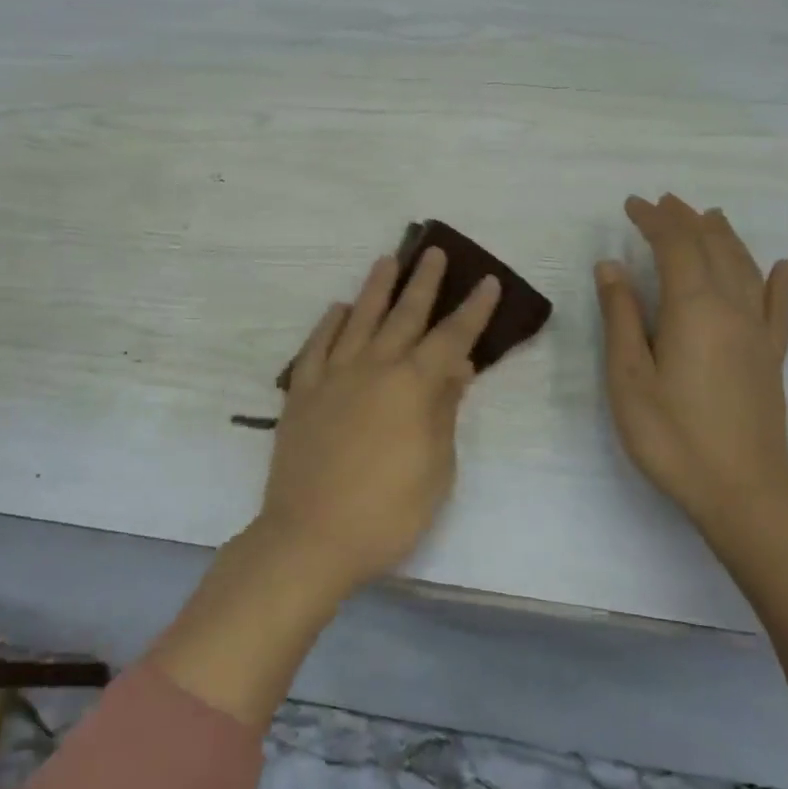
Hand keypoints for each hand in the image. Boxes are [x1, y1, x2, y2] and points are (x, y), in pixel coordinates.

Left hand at [254, 246, 500, 597]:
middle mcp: (372, 368)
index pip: (451, 337)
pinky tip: (338, 309)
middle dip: (423, 282)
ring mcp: (331, 377)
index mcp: (412, 386)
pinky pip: (315, 347)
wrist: (311, 537)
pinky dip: (328, 324)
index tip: (487, 281)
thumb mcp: (436, 468)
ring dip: (375, 289)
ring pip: (357, 320)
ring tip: (387, 261)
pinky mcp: (300, 393)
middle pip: (403, 315)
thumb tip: (456, 366)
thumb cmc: (387, 513)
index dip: (472, 310)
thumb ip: (443, 411)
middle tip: (433, 251)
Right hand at [595, 194, 787, 541]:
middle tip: (664, 202)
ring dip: (726, 237)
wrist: (743, 491)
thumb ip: (621, 317)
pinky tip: (782, 267)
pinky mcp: (773, 358)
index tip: (631, 204)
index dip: (654, 220)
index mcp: (694, 309)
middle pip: (713, 249)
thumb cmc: (671, 435)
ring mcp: (759, 333)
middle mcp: (733, 309)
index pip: (676, 246)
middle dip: (687, 220)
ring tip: (710, 216)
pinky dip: (779, 281)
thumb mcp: (628, 377)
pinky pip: (780, 307)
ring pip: (746, 268)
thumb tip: (612, 265)